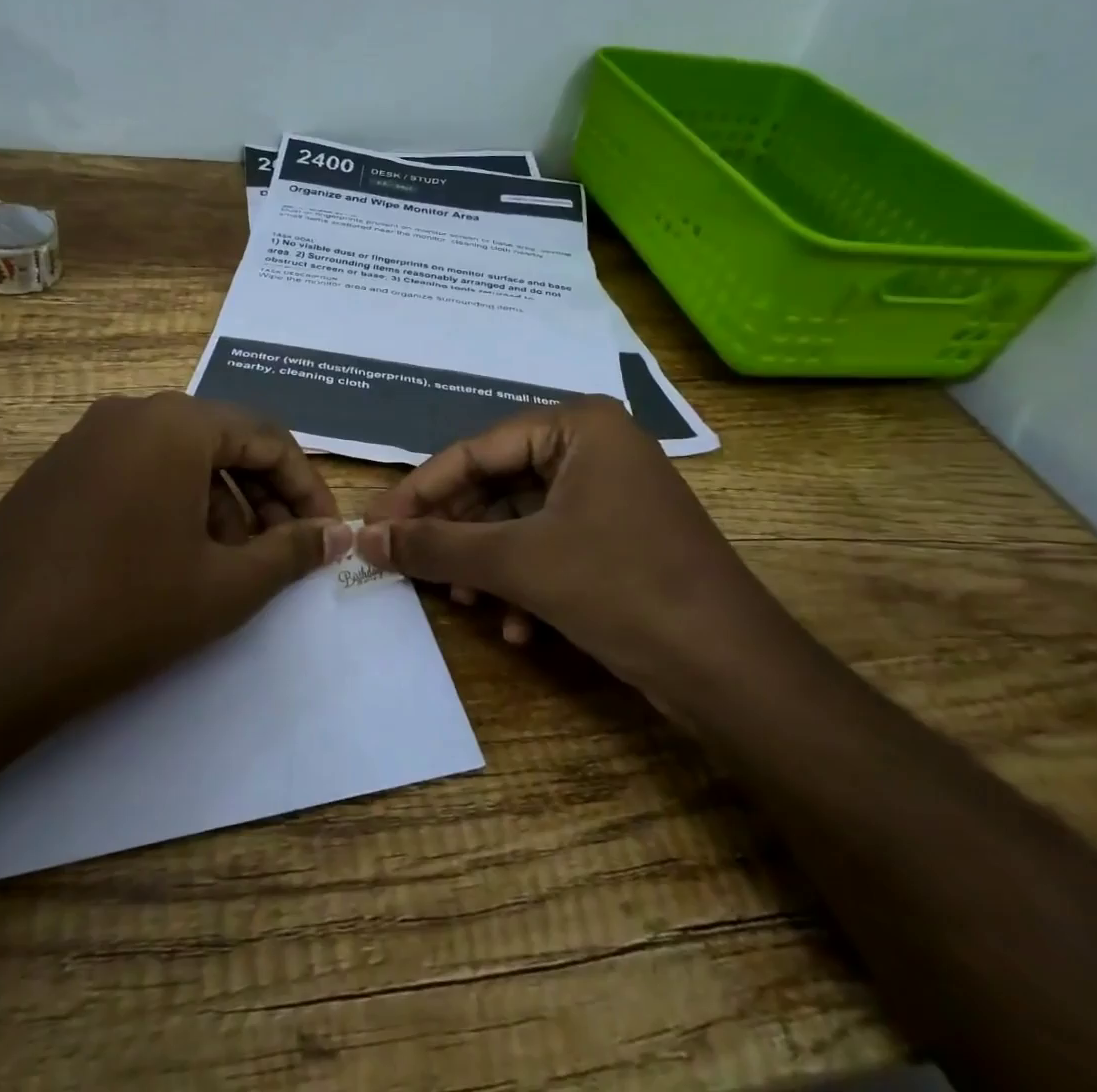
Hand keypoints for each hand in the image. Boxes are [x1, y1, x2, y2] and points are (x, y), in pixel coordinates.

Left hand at [0, 393, 351, 725]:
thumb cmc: (126, 611)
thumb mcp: (226, 585)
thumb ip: (293, 551)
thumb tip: (338, 534)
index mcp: (176, 422)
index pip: (268, 437)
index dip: (306, 488)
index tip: (324, 534)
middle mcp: (129, 414)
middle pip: (222, 444)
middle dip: (263, 498)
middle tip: (281, 553)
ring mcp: (84, 441)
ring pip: (178, 461)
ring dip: (220, 506)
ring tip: (229, 566)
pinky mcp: (54, 474)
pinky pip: (135, 474)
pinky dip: (171, 507)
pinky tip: (172, 562)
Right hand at [357, 397, 783, 710]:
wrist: (732, 670)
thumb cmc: (621, 587)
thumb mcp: (518, 563)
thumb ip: (437, 545)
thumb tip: (364, 536)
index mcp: (577, 425)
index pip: (475, 451)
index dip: (420, 491)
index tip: (373, 525)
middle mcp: (594, 448)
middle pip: (497, 485)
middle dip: (457, 534)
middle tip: (409, 566)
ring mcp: (609, 493)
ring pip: (520, 521)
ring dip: (487, 564)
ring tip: (467, 602)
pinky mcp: (618, 538)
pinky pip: (550, 546)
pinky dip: (524, 583)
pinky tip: (515, 628)